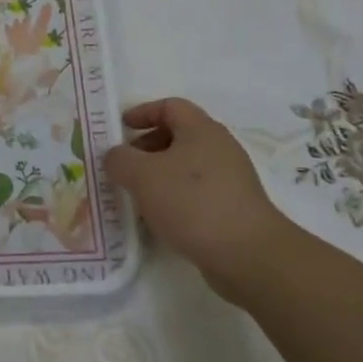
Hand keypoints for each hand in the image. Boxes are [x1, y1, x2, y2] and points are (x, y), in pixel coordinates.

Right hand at [105, 98, 292, 300]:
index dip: (143, 112)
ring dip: (159, 175)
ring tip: (138, 195)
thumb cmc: (192, 203)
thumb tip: (115, 156)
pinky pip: (197, 192)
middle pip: (179, 135)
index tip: (121, 127)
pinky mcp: (234, 207)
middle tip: (125, 165)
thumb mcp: (142, 175)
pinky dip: (175, 197)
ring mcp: (231, 179)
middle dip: (147, 146)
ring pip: (187, 166)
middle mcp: (220, 148)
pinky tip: (161, 218)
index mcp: (201, 130)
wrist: (247, 254)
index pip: (170, 106)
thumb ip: (120, 160)